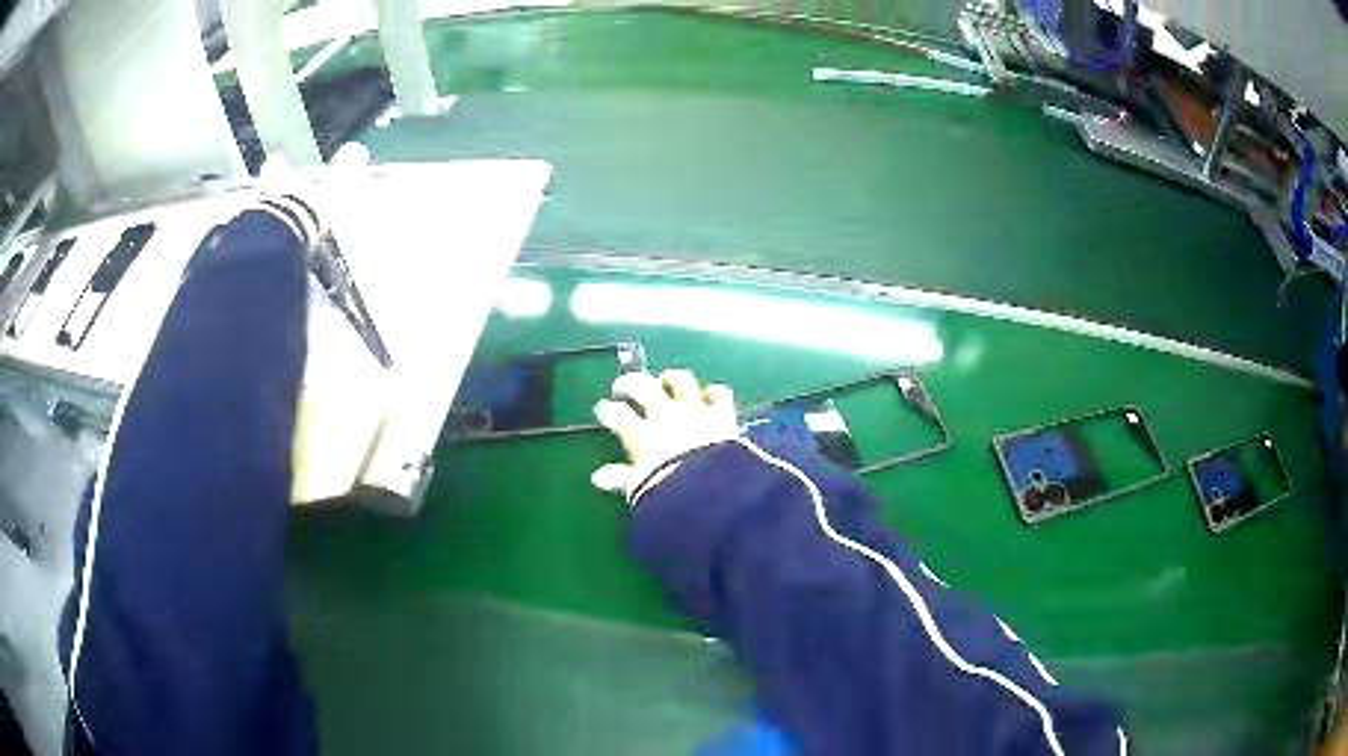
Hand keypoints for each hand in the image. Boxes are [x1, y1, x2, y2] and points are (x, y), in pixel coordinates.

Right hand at [591, 369, 739, 502]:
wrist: (711, 490)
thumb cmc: (670, 493)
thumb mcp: (640, 489)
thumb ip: (621, 479)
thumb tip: (598, 478)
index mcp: (642, 435)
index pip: (618, 415)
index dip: (608, 411)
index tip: (604, 410)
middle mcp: (666, 417)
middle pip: (643, 388)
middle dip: (630, 384)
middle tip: (624, 386)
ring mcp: (695, 411)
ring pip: (680, 381)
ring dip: (671, 378)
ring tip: (665, 379)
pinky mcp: (722, 414)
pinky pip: (718, 394)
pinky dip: (714, 392)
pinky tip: (710, 394)